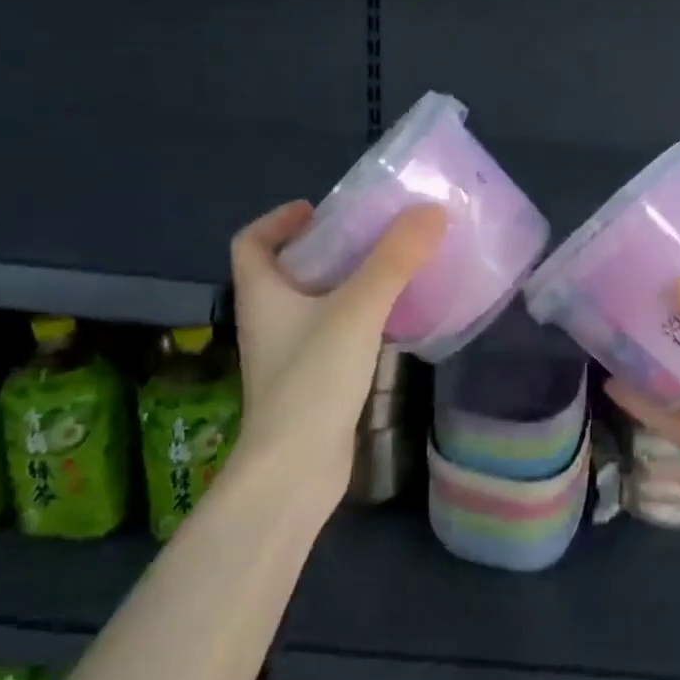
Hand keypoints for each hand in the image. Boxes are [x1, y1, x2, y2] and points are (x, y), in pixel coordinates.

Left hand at [226, 200, 447, 505]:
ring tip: (388, 270)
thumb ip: (394, 259)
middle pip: (287, 270)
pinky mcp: (310, 381)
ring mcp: (287, 354)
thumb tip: (430, 210)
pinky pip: (331, 333)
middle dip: (325, 248)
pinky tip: (390, 320)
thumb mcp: (356, 309)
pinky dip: (355, 317)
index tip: (317, 210)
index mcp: (262, 294)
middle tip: (370, 235)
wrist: (295, 469)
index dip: (277, 220)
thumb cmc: (313, 380)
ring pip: (312, 303)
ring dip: (344, 283)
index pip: (250, 242)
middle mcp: (268, 320)